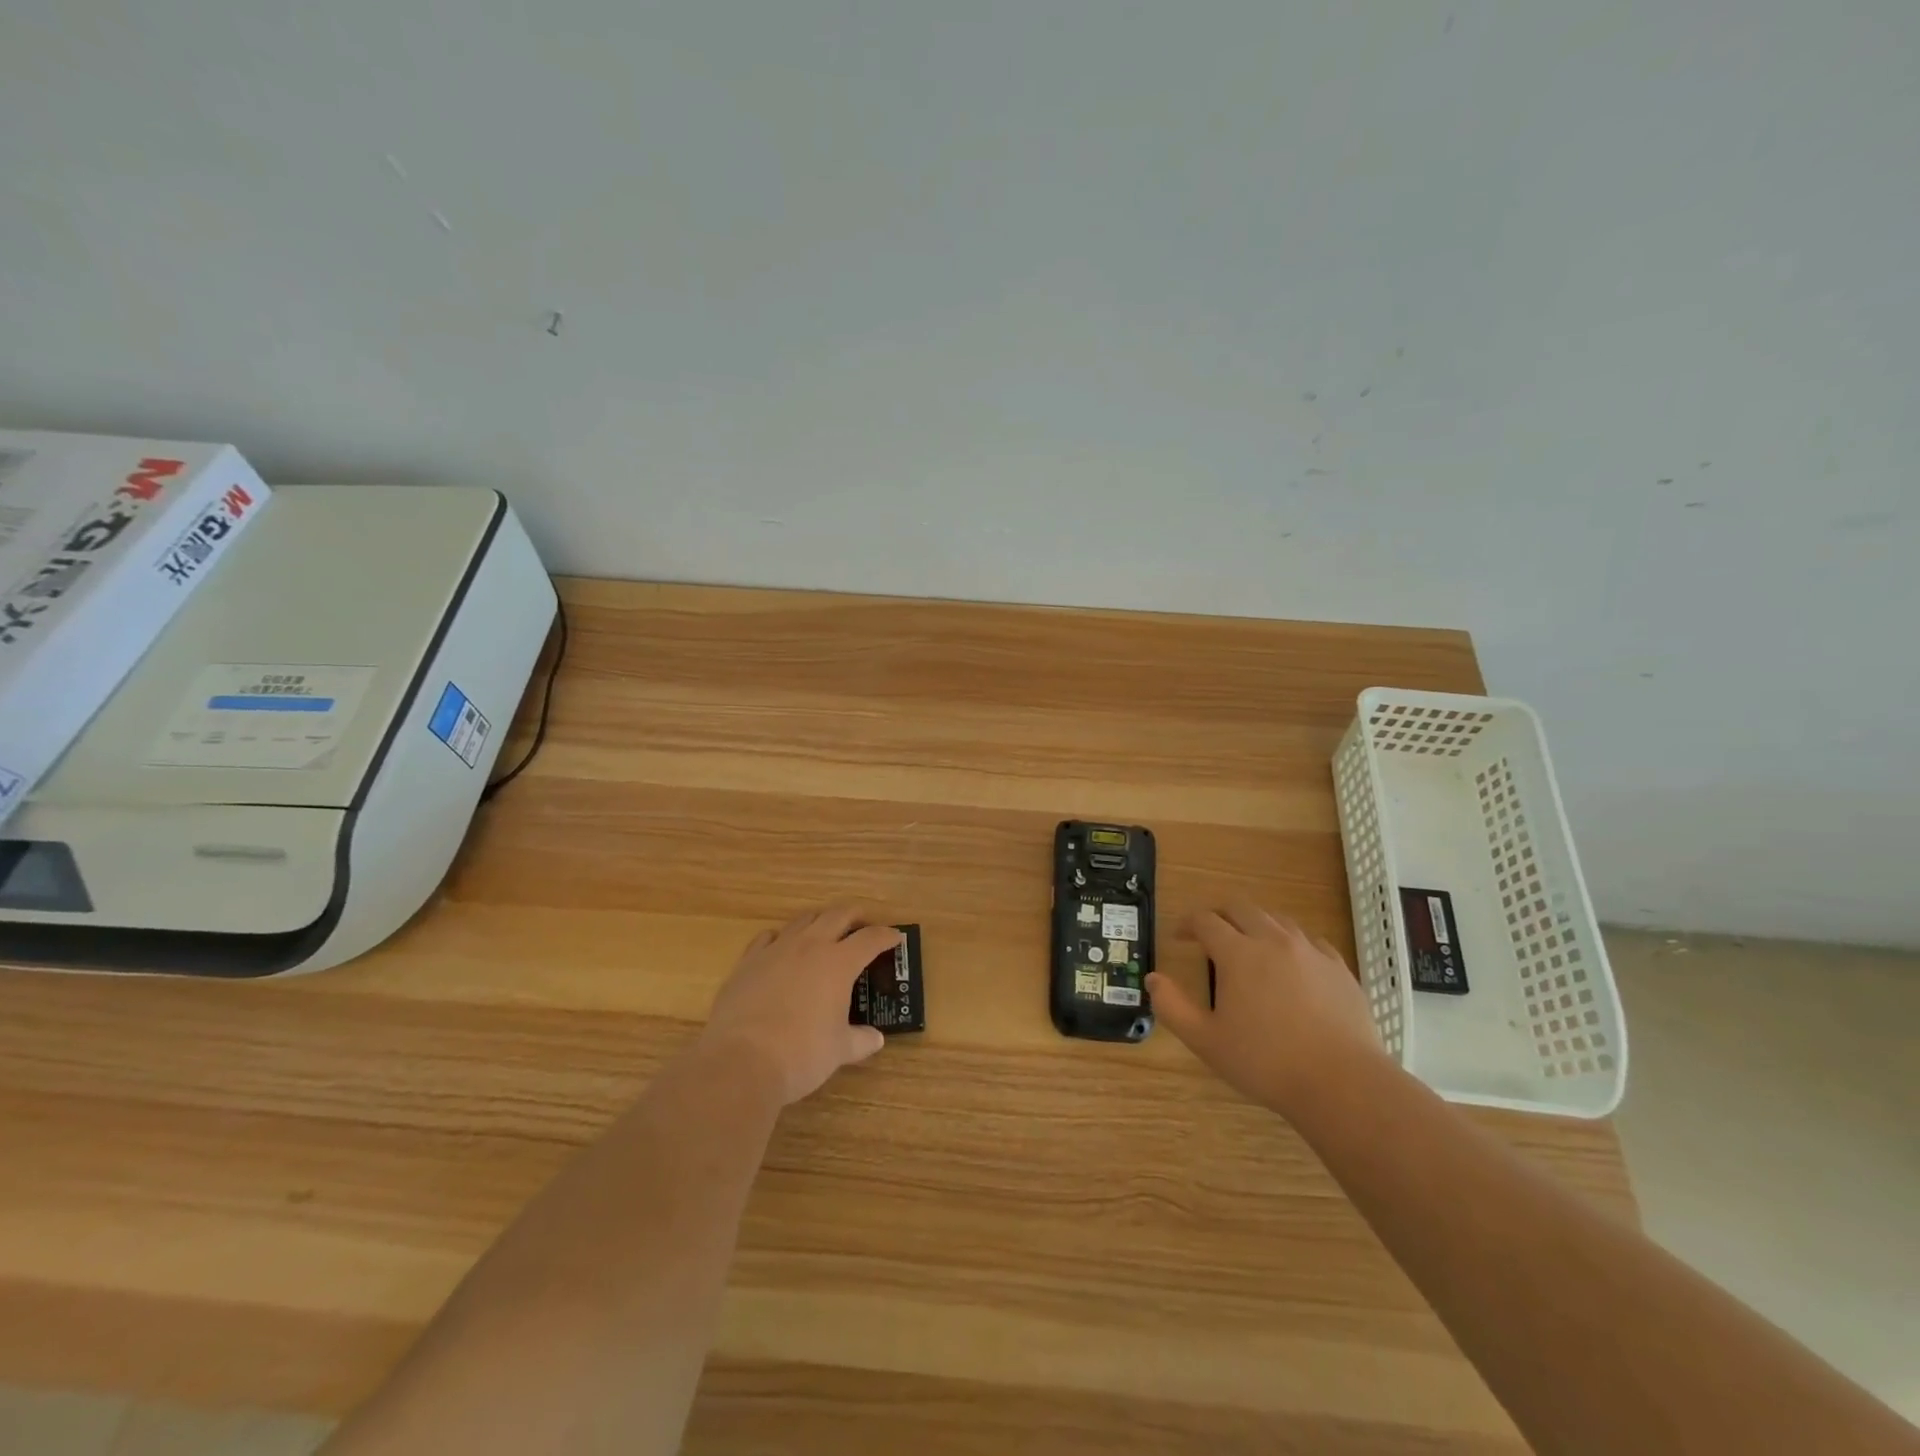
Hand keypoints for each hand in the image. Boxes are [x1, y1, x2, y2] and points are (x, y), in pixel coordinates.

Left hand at [699, 902, 899, 1105]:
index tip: (895, 938)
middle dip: (855, 916)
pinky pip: (768, 937)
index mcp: (839, 963)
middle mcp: (810, 946)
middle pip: (838, 914)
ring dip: (820, 921)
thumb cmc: (801, 1054)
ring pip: (803, 919)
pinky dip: (781, 938)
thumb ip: (861, 1041)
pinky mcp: (748, 961)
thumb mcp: (839, 1050)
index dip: (886, 936)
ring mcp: (776, 950)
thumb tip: (875, 1039)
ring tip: (825, 933)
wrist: (740, 1061)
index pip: (870, 939)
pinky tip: (782, 950)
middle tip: (863, 926)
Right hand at [1146, 899, 1385, 1115]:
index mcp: (1237, 953)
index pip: (1205, 920)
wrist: (1342, 1083)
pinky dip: (1292, 944)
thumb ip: (1172, 1007)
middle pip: (1241, 908)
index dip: (1187, 924)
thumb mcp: (1206, 1041)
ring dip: (1255, 925)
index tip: (1179, 937)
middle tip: (1209, 935)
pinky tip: (1292, 965)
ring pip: (1277, 919)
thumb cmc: (1266, 1062)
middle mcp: (1273, 941)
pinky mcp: (1338, 968)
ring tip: (1249, 946)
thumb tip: (1153, 979)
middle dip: (1220, 915)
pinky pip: (1310, 941)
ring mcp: (1310, 951)